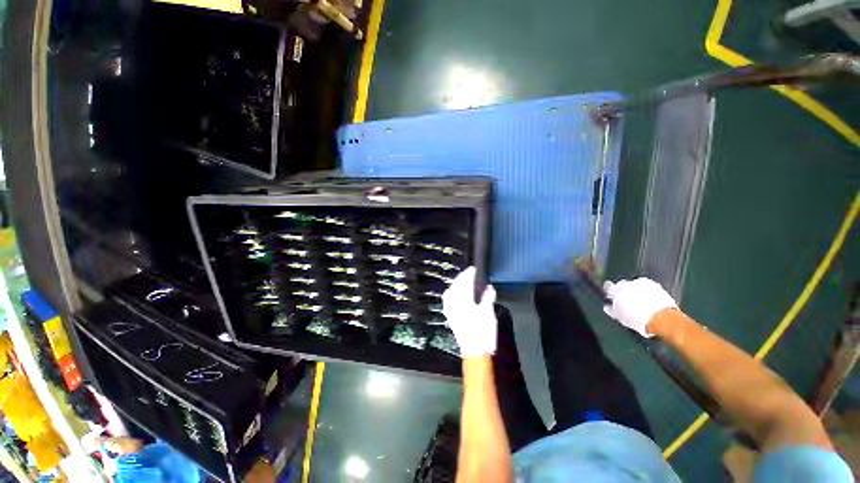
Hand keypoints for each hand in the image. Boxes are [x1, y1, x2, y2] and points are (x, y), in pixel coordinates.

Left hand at [442, 267, 496, 357]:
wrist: (475, 352)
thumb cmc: (483, 333)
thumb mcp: (488, 314)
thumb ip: (488, 298)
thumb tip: (489, 287)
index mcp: (464, 302)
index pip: (465, 283)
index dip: (469, 274)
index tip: (473, 269)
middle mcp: (455, 304)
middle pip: (456, 286)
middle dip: (461, 277)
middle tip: (468, 273)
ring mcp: (451, 311)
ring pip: (450, 292)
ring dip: (455, 284)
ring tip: (461, 281)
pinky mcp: (450, 317)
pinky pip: (447, 301)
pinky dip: (450, 294)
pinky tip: (453, 294)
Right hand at [603, 277, 676, 337]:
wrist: (662, 319)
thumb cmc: (639, 319)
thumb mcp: (620, 317)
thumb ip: (611, 309)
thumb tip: (607, 307)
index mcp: (616, 290)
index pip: (608, 287)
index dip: (610, 292)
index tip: (612, 298)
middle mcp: (627, 284)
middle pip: (622, 285)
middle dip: (624, 291)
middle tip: (627, 302)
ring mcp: (641, 283)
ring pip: (635, 285)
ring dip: (636, 291)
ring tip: (641, 303)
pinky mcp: (655, 285)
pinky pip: (648, 286)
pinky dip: (648, 292)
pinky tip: (651, 301)